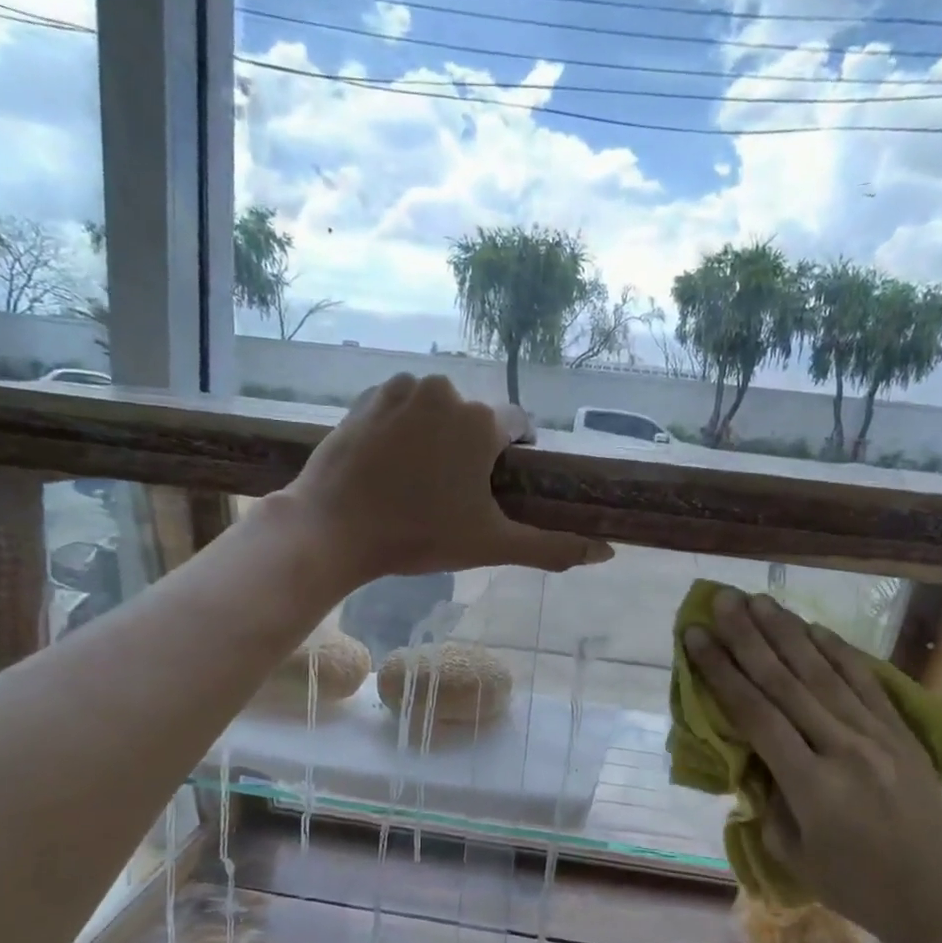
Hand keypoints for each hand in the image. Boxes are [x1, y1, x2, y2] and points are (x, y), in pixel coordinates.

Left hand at [280, 373, 612, 583]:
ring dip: (439, 436)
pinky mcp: (368, 395)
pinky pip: (403, 406)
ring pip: (439, 410)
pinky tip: (390, 463)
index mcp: (482, 422)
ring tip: (417, 480)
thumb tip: (608, 554)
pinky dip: (405, 426)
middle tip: (451, 494)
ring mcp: (403, 389)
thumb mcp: (492, 545)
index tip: (495, 488)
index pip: (518, 428)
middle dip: (473, 449)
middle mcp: (446, 391)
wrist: (333, 528)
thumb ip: (552, 547)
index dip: (512, 459)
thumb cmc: (419, 535)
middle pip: (476, 420)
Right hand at [683, 588, 941, 942]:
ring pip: (823, 672)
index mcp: (810, 785)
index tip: (696, 637)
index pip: (755, 714)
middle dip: (748, 636)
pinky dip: (838, 651)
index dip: (721, 671)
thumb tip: (753, 754)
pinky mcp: (901, 733)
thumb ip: (767, 797)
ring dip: (787, 632)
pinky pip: (865, 682)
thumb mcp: (792, 853)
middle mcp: (843, 748)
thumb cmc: (856, 886)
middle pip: (786, 681)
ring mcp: (877, 736)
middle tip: (722, 600)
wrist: (939, 897)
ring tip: (759, 600)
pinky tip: (813, 628)